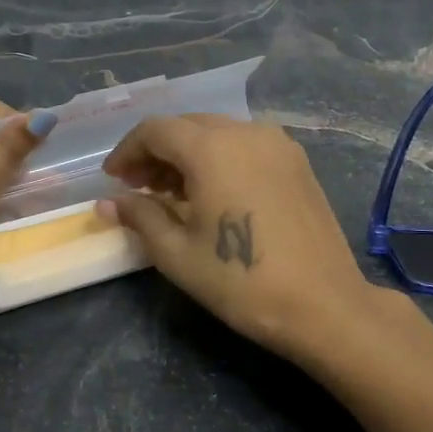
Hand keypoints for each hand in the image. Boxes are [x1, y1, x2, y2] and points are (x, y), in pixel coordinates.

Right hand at [98, 115, 403, 364]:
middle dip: (156, 151)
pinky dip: (218, 157)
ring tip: (171, 192)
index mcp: (212, 148)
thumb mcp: (177, 253)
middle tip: (137, 187)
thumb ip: (140, 216)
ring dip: (187, 154)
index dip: (127, 151)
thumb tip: (109, 203)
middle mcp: (246, 132)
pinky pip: (245, 144)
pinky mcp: (297, 161)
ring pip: (217, 132)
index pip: (155, 131)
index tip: (113, 180)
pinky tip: (212, 192)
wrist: (323, 306)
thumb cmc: (241, 281)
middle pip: (187, 126)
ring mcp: (277, 144)